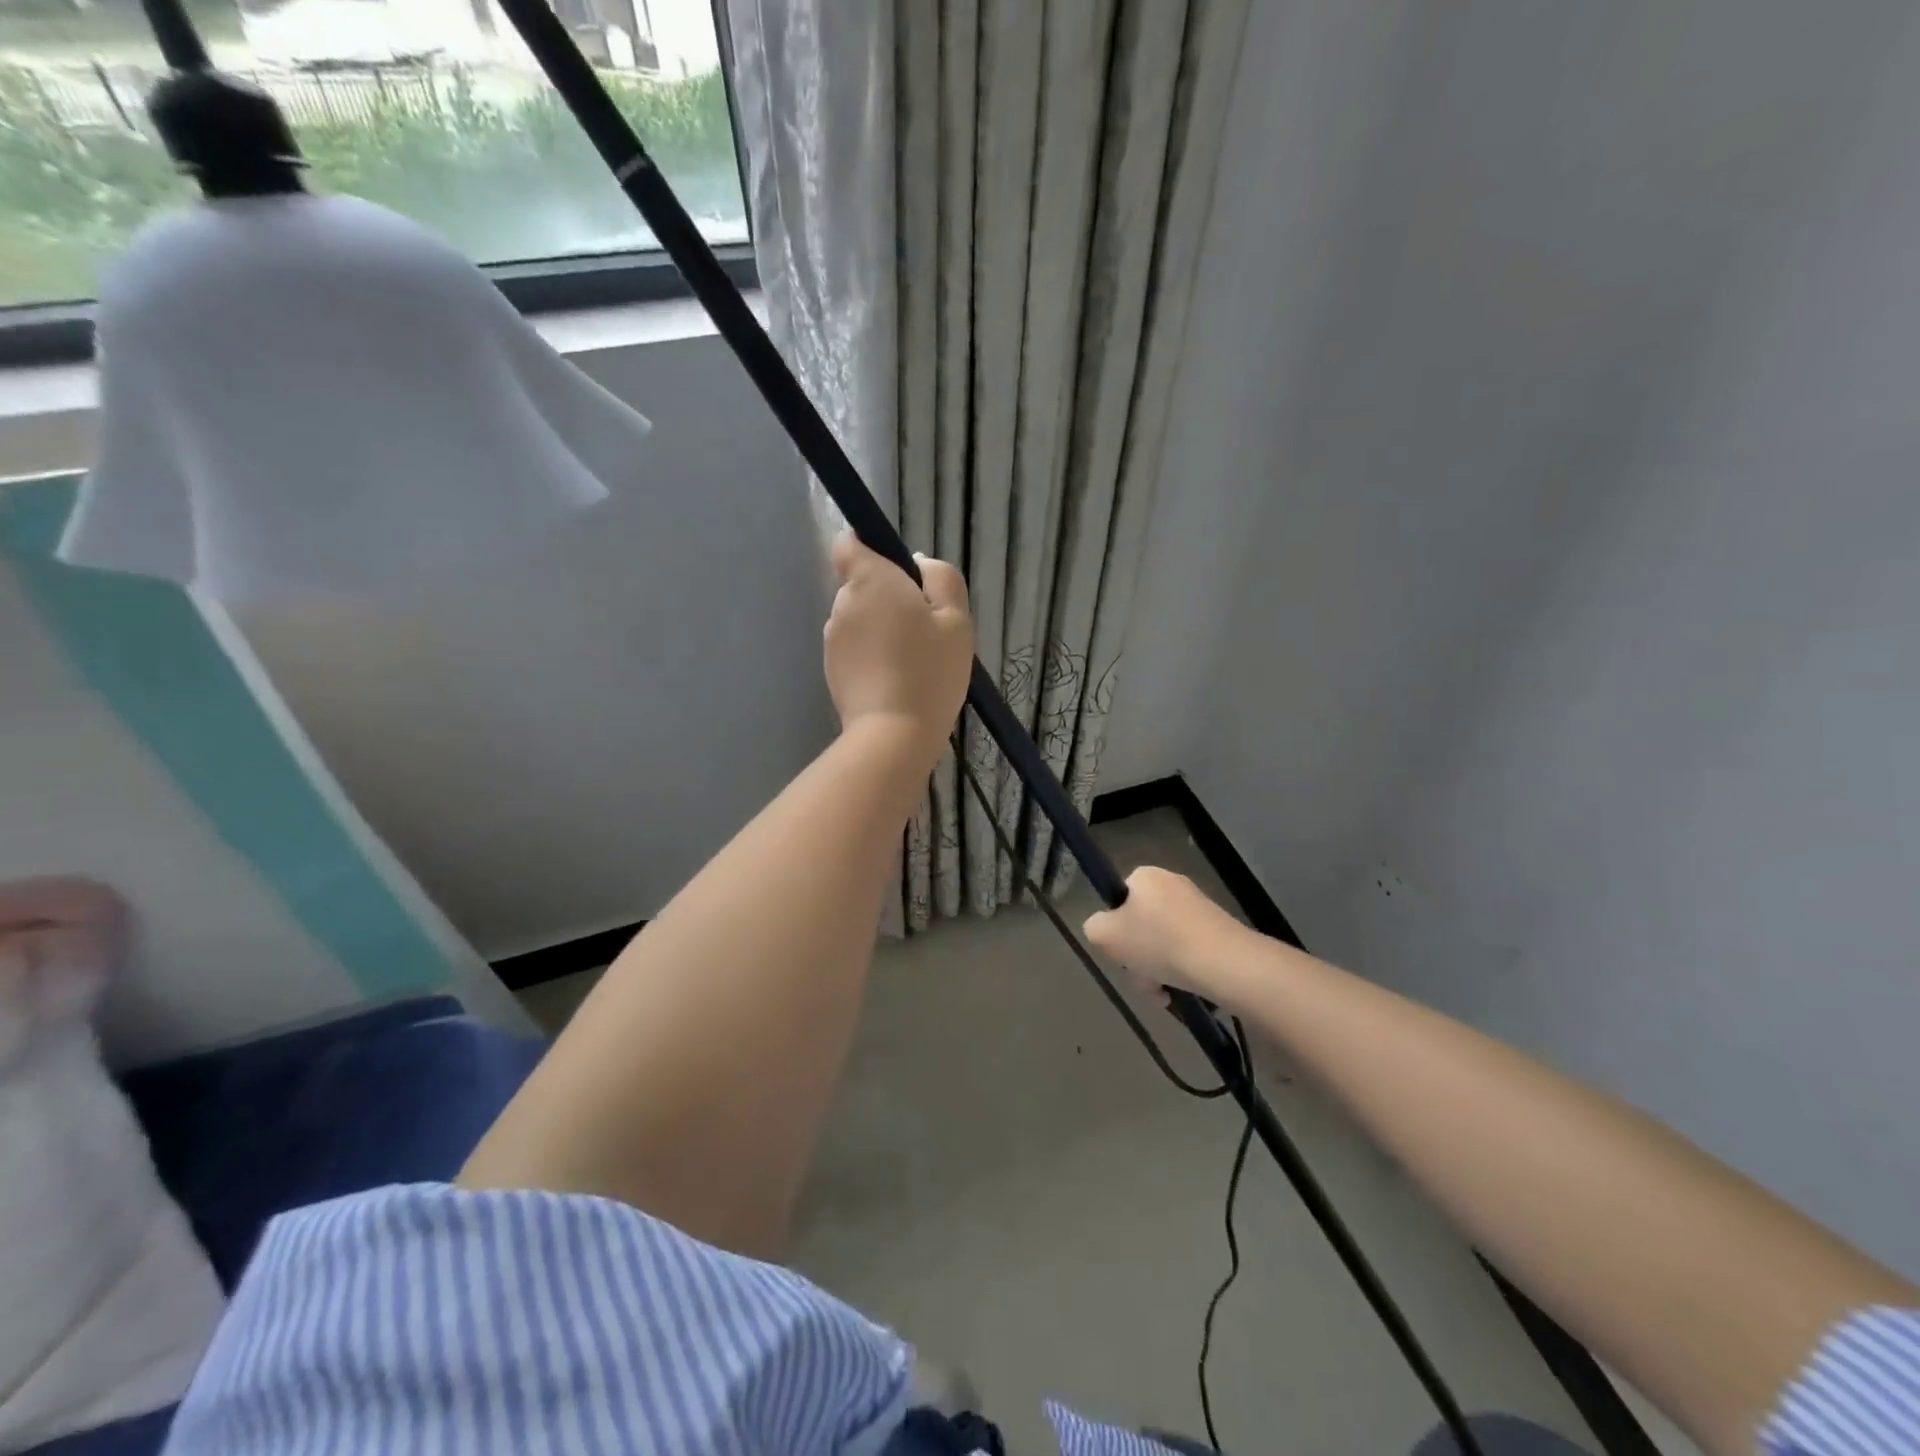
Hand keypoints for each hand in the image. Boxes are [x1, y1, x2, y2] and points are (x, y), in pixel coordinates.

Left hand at [824, 534, 972, 762]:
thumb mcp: (956, 620)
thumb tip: (918, 564)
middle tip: (924, 630)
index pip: (849, 544)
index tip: (903, 577)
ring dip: (881, 630)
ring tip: (912, 661)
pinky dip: (873, 656)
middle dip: (889, 598)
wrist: (895, 735)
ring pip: (860, 619)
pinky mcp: (831, 670)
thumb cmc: (930, 672)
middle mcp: (842, 604)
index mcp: (870, 581)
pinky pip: (855, 649)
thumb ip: (941, 578)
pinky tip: (897, 680)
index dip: (872, 551)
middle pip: (862, 585)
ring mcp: (832, 639)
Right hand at [1083, 867, 1248, 999]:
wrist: (1223, 963)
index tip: (1120, 952)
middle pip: (1142, 926)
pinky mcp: (1220, 931)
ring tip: (1163, 994)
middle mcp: (1173, 884)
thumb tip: (1104, 930)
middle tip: (1142, 979)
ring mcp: (1199, 908)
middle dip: (1138, 958)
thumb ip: (1094, 927)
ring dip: (1158, 970)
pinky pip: (1188, 952)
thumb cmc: (1158, 942)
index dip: (1116, 929)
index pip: (1120, 900)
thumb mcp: (1105, 934)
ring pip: (1164, 944)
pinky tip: (1182, 992)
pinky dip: (1181, 972)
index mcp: (1145, 876)